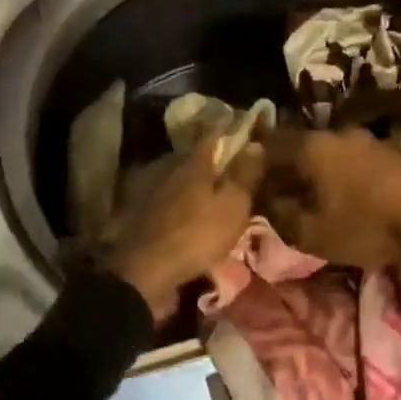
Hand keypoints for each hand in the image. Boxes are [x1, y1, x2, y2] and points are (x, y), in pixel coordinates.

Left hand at [108, 136, 264, 323]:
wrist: (145, 273)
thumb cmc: (196, 234)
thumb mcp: (232, 206)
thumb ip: (244, 175)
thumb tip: (255, 144)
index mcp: (194, 162)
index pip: (214, 135)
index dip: (230, 129)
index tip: (243, 126)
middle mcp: (171, 170)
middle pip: (196, 157)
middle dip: (214, 159)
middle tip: (233, 164)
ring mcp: (154, 193)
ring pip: (182, 180)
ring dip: (198, 184)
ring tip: (216, 192)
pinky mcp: (145, 217)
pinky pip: (172, 201)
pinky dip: (185, 203)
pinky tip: (194, 214)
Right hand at [259, 127, 400, 301]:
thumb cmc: (364, 225)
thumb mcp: (311, 232)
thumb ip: (279, 214)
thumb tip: (263, 201)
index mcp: (310, 146)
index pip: (268, 146)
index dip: (253, 165)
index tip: (246, 184)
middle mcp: (334, 133)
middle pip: (298, 146)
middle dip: (284, 167)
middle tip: (275, 192)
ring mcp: (365, 138)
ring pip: (325, 150)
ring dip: (313, 169)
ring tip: (308, 195)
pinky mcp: (387, 150)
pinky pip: (349, 157)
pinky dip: (337, 172)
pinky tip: (340, 192)